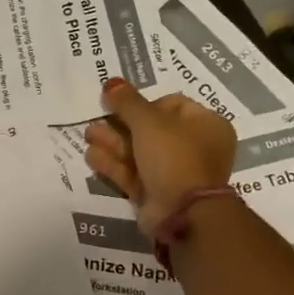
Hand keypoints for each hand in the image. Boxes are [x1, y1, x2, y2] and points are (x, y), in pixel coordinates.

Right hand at [85, 78, 236, 237]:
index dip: (145, 102)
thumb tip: (111, 82)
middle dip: (120, 124)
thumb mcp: (149, 122)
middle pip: (151, 129)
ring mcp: (174, 173)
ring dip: (112, 143)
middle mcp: (193, 148)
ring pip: (139, 152)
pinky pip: (133, 173)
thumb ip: (127, 102)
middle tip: (96, 119)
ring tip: (88, 135)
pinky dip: (113, 164)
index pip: (173, 105)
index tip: (121, 104)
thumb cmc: (174, 156)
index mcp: (205, 125)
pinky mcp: (156, 193)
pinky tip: (91, 156)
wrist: (182, 212)